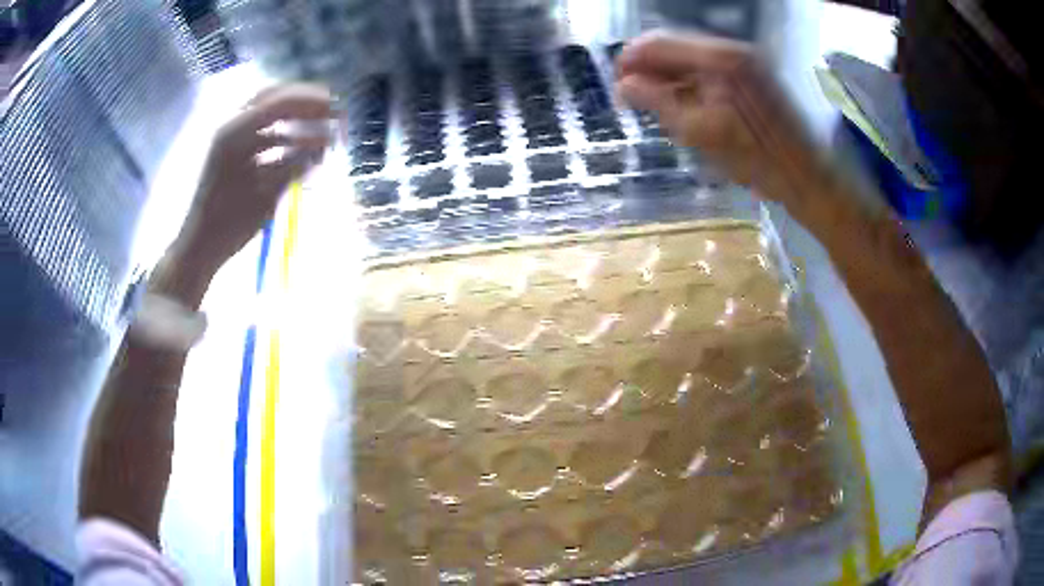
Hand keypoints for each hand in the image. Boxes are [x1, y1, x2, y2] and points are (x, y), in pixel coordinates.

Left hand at [176, 83, 332, 273]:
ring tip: (323, 128)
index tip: (338, 109)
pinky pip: (264, 134)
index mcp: (235, 134)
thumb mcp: (264, 197)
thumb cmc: (227, 225)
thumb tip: (325, 145)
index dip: (312, 102)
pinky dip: (285, 136)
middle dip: (306, 102)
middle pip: (274, 99)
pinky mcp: (234, 154)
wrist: (200, 247)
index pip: (280, 102)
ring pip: (270, 115)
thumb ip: (294, 166)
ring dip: (297, 118)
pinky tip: (302, 148)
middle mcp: (232, 128)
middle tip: (334, 111)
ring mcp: (232, 140)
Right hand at [616, 32, 827, 216]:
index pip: (659, 43)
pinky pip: (710, 69)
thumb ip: (657, 102)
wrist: (806, 174)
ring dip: (670, 78)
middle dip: (650, 71)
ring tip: (658, 107)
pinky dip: (691, 84)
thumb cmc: (755, 159)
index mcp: (719, 58)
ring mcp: (745, 59)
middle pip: (675, 47)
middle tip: (633, 98)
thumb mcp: (699, 133)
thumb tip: (624, 85)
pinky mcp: (752, 72)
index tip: (617, 85)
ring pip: (691, 59)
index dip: (631, 60)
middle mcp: (731, 49)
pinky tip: (685, 105)